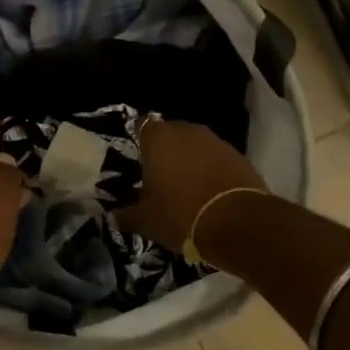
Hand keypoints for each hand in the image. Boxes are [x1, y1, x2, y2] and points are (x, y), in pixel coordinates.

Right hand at [117, 120, 267, 250]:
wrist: (237, 223)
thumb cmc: (181, 214)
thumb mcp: (147, 221)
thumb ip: (127, 216)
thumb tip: (112, 217)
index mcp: (158, 139)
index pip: (142, 127)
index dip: (140, 142)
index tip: (138, 162)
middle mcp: (186, 131)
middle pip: (170, 134)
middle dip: (165, 151)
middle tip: (160, 177)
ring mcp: (215, 140)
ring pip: (195, 145)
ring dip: (190, 159)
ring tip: (186, 186)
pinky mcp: (238, 155)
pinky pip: (216, 157)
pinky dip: (211, 168)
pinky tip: (209, 191)